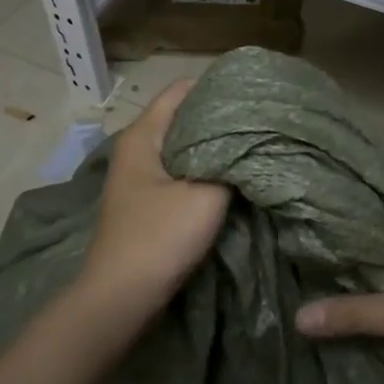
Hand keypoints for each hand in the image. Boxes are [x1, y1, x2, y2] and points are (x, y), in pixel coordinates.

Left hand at [73, 80, 229, 334]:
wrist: (122, 298)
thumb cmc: (160, 237)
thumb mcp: (206, 195)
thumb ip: (232, 163)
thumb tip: (250, 141)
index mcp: (143, 135)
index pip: (182, 90)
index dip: (217, 86)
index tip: (253, 91)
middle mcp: (138, 148)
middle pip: (184, 117)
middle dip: (221, 117)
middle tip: (262, 118)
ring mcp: (141, 176)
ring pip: (185, 146)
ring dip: (216, 146)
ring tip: (254, 143)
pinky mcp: (149, 201)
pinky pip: (183, 171)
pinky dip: (207, 168)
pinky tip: (234, 175)